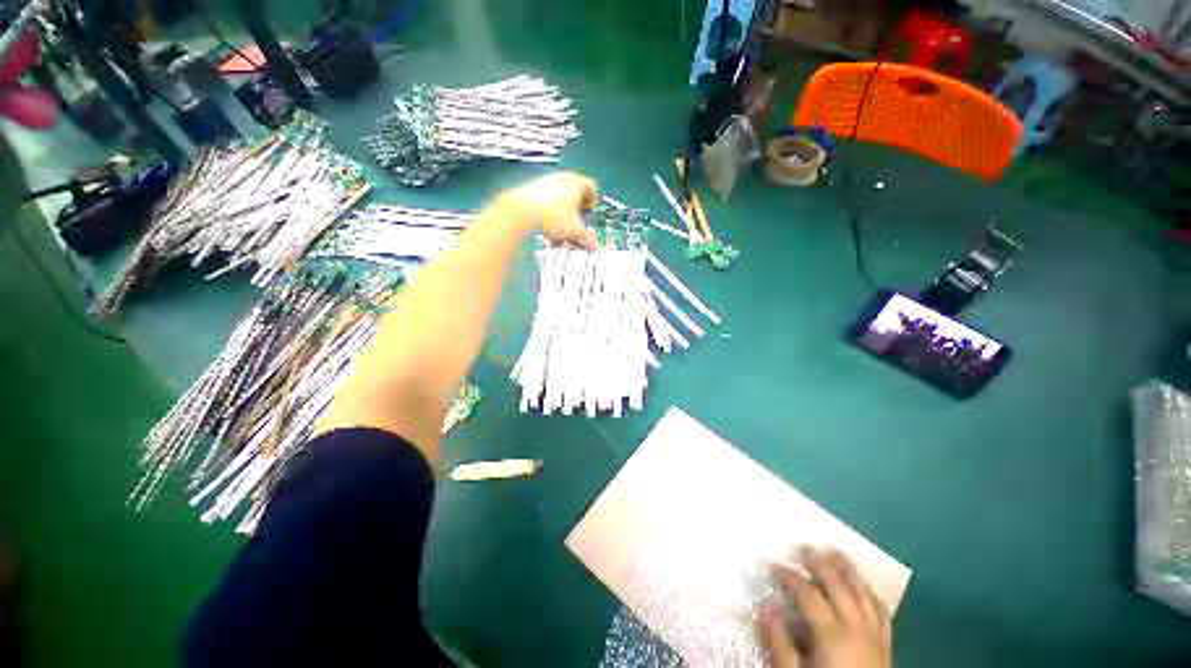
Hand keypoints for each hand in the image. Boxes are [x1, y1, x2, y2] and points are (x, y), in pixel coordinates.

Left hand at [498, 172, 599, 249]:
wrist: (521, 212)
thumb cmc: (554, 217)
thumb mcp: (576, 231)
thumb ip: (588, 239)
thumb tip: (596, 247)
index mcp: (576, 182)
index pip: (592, 188)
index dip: (593, 202)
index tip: (590, 215)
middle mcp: (561, 178)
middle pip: (575, 194)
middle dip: (576, 212)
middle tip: (576, 226)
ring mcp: (545, 182)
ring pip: (560, 199)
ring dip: (562, 216)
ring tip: (560, 233)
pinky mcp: (531, 189)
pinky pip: (546, 201)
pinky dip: (549, 215)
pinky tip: (546, 230)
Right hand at [760, 547, 891, 667]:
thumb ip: (780, 645)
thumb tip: (765, 609)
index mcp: (832, 634)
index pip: (807, 594)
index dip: (789, 576)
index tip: (772, 564)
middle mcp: (856, 627)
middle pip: (838, 586)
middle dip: (820, 563)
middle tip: (805, 545)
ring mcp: (875, 634)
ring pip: (863, 593)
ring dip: (848, 570)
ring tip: (836, 552)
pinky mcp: (887, 643)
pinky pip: (881, 610)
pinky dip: (870, 593)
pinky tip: (863, 585)